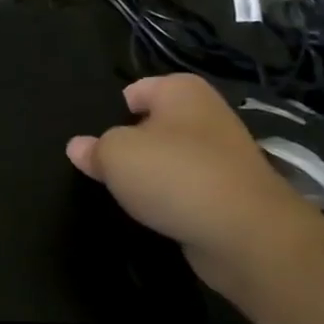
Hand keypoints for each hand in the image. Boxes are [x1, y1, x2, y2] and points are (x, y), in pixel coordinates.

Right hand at [67, 75, 318, 281]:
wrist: (244, 233)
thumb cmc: (173, 175)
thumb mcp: (115, 155)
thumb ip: (94, 149)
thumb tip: (78, 147)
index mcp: (181, 91)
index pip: (136, 90)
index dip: (112, 113)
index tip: (95, 141)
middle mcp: (207, 115)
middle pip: (154, 125)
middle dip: (131, 144)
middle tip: (106, 168)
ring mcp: (223, 155)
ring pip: (172, 158)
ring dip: (152, 175)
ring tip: (127, 194)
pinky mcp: (231, 192)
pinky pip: (188, 188)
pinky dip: (173, 199)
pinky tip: (156, 213)